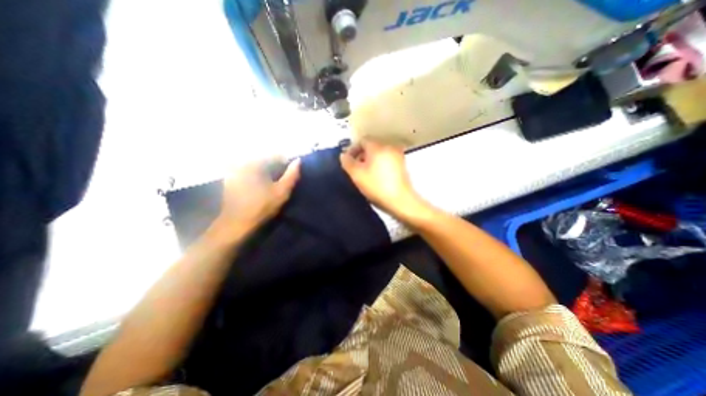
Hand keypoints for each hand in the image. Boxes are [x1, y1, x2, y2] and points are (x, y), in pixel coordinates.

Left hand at [211, 158, 300, 241]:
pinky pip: (247, 170)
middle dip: (275, 166)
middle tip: (281, 178)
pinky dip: (255, 174)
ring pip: (256, 164)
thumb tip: (298, 161)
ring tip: (271, 182)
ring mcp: (234, 169)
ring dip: (265, 170)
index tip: (290, 173)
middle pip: (265, 158)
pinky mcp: (229, 177)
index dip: (286, 163)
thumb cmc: (262, 206)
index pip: (276, 155)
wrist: (236, 223)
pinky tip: (259, 185)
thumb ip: (292, 175)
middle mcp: (243, 161)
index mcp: (256, 163)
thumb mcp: (282, 191)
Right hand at [341, 139, 433, 222]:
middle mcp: (389, 147)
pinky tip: (377, 176)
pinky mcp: (402, 165)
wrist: (400, 200)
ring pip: (379, 153)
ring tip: (365, 173)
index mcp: (377, 146)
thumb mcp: (356, 175)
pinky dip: (380, 164)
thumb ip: (347, 162)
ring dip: (370, 160)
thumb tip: (344, 155)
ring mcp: (398, 155)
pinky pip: (387, 159)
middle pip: (371, 146)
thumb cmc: (376, 186)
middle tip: (355, 167)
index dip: (352, 149)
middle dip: (361, 155)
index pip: (362, 141)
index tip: (348, 161)